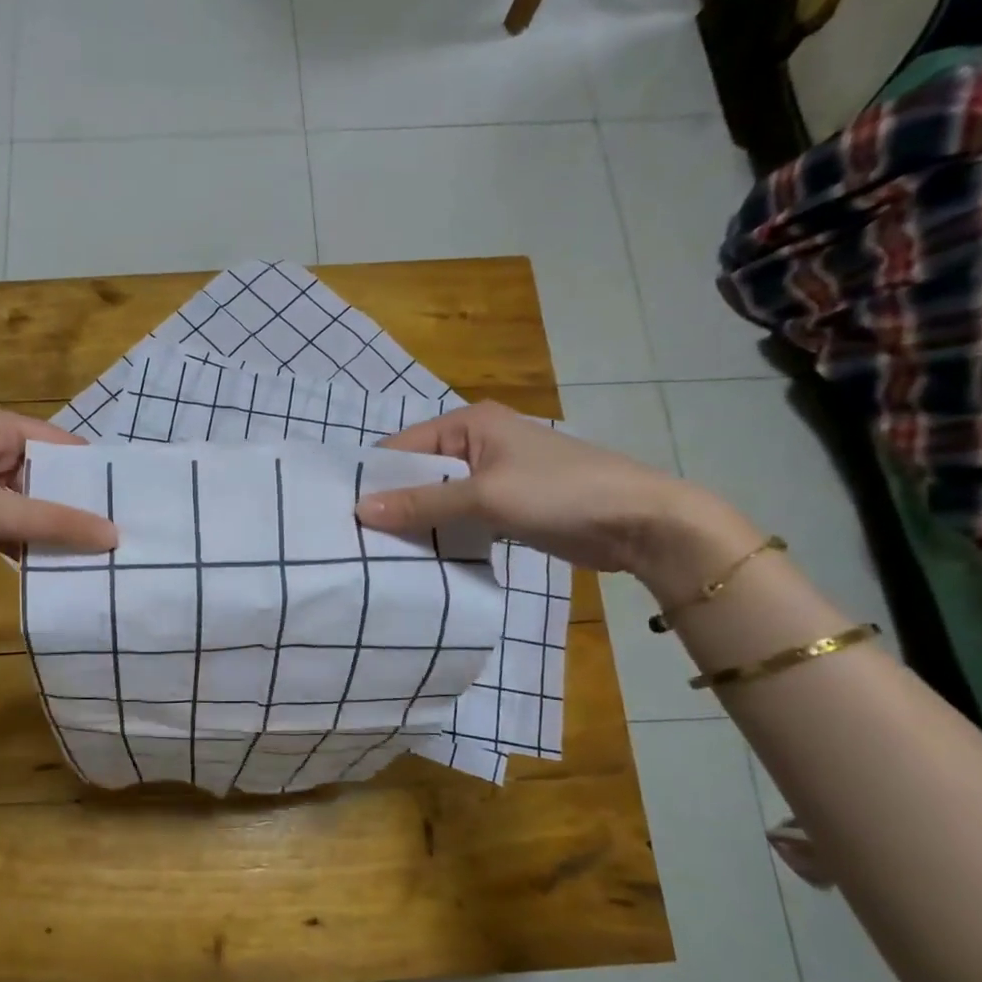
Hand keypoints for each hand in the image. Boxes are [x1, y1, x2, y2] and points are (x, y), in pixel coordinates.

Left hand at [0, 403, 117, 584]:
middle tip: (114, 540)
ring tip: (90, 557)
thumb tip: (112, 535)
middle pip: (42, 475)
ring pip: (22, 503)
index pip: (59, 444)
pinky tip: (45, 566)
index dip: (91, 475)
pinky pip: (0, 521)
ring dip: (45, 528)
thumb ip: (49, 521)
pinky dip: (19, 540)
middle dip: (71, 507)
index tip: (127, 506)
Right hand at [355, 401, 758, 589]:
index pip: (403, 447)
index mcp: (470, 422)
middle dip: (392, 503)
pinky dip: (442, 533)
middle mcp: (477, 442)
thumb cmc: (560, 493)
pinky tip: (418, 558)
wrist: (641, 522)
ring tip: (377, 553)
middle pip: (418, 473)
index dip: (373, 478)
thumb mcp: (485, 497)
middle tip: (354, 539)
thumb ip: (422, 503)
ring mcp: (493, 475)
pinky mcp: (506, 506)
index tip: (341, 513)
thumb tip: (359, 510)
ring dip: (416, 522)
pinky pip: (459, 517)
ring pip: (438, 498)